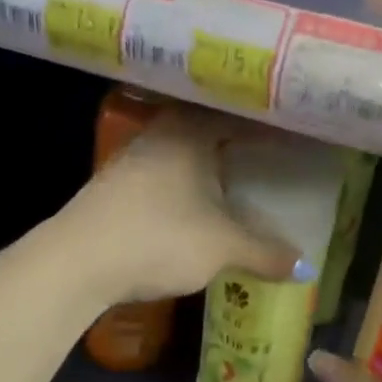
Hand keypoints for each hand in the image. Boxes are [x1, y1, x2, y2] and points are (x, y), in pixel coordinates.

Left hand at [57, 106, 303, 305]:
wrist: (76, 261)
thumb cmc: (158, 238)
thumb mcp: (222, 247)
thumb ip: (265, 252)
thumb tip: (306, 267)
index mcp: (190, 131)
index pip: (240, 114)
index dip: (272, 123)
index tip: (298, 131)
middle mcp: (160, 134)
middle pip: (210, 127)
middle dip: (241, 141)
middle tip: (273, 153)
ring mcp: (133, 159)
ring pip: (184, 151)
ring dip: (211, 163)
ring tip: (240, 178)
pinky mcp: (117, 186)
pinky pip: (167, 173)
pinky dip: (190, 182)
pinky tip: (198, 203)